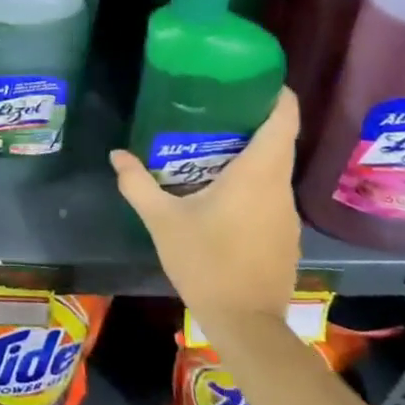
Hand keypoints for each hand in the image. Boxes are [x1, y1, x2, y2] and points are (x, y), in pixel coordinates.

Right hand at [111, 87, 302, 326]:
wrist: (246, 326)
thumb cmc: (207, 263)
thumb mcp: (163, 221)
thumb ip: (138, 184)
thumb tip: (117, 155)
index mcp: (258, 173)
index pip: (284, 119)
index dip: (276, 93)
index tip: (255, 78)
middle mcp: (280, 188)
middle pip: (279, 140)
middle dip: (253, 120)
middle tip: (215, 107)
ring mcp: (287, 214)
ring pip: (275, 169)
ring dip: (252, 153)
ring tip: (213, 145)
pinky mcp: (286, 236)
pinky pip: (272, 194)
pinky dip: (254, 183)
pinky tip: (224, 191)